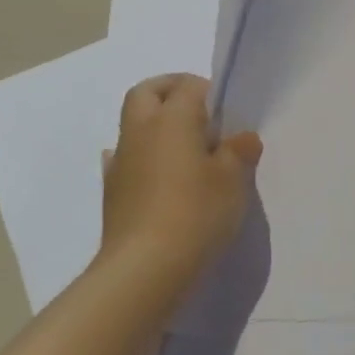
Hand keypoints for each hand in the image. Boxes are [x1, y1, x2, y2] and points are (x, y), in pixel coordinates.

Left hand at [99, 74, 261, 303]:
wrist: (144, 268)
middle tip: (199, 114)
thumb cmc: (196, 213)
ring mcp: (121, 161)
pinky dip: (143, 158)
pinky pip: (126, 159)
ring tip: (186, 152)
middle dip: (170, 91)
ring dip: (156, 126)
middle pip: (147, 92)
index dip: (209, 92)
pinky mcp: (112, 190)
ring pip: (134, 124)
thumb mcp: (233, 180)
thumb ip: (238, 152)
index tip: (227, 115)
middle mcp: (141, 130)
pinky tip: (159, 177)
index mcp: (172, 118)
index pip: (188, 86)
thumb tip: (242, 138)